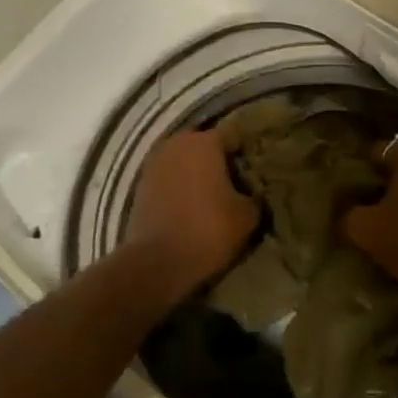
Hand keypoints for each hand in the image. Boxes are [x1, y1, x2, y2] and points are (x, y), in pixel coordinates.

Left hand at [125, 128, 259, 300]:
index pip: (234, 135)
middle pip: (205, 145)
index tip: (258, 166)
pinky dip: (180, 187)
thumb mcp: (248, 215)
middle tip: (237, 182)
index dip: (247, 149)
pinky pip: (169, 178)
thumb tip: (252, 191)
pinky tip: (192, 206)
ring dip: (198, 173)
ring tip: (214, 195)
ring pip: (184, 161)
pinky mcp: (140, 185)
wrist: (157, 262)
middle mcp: (176, 144)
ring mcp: (153, 163)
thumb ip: (255, 195)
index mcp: (204, 142)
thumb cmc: (208, 230)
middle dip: (220, 160)